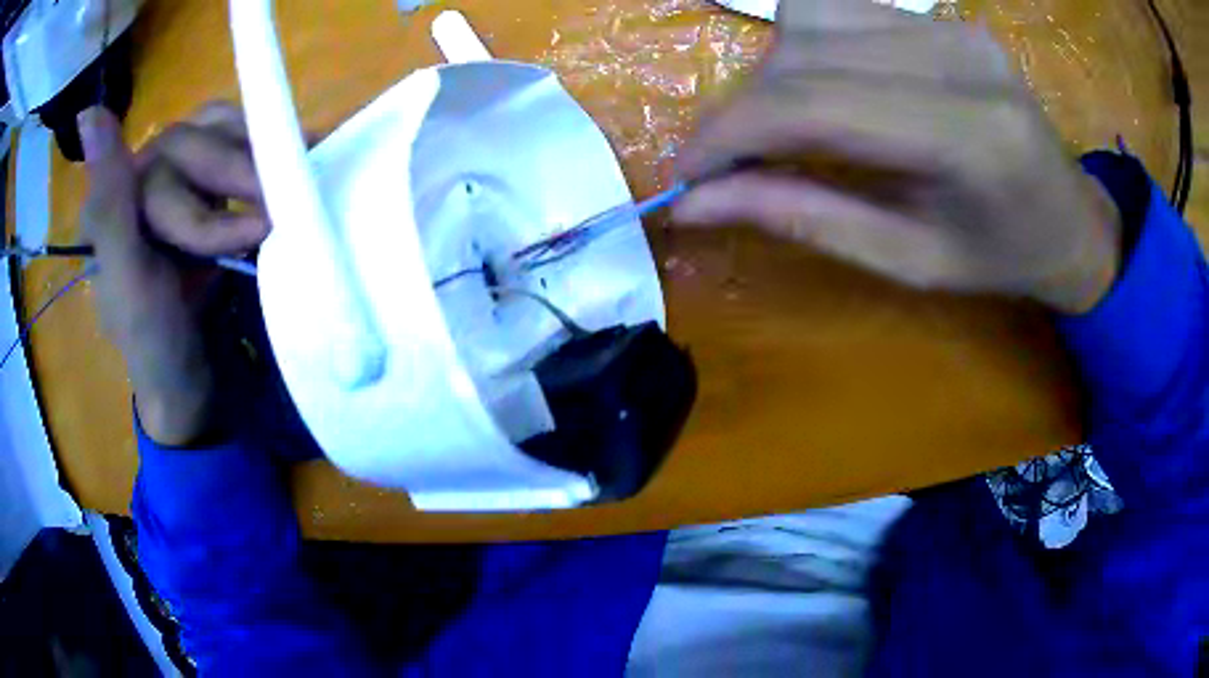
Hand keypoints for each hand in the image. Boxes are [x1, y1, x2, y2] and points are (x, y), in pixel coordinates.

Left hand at [79, 103, 268, 445]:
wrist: (189, 375)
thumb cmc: (156, 344)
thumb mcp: (126, 283)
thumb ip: (109, 202)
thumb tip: (89, 114)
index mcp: (115, 197)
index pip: (165, 162)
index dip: (211, 193)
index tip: (254, 234)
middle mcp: (143, 176)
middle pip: (197, 143)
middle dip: (240, 182)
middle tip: (278, 219)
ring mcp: (175, 176)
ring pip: (220, 133)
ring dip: (256, 161)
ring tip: (285, 194)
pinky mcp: (202, 184)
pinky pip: (234, 142)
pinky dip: (261, 151)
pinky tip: (283, 165)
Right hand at [674, 0, 1120, 314]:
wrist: (1070, 219)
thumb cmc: (1003, 258)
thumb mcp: (910, 261)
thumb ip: (805, 218)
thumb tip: (698, 203)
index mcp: (969, 136)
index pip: (815, 102)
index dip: (731, 131)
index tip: (683, 174)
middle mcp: (958, 58)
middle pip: (804, 51)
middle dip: (743, 107)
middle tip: (726, 163)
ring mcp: (951, 26)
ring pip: (811, 19)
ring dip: (771, 74)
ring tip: (779, 126)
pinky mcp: (944, 17)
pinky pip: (840, 10)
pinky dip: (803, 48)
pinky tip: (820, 88)